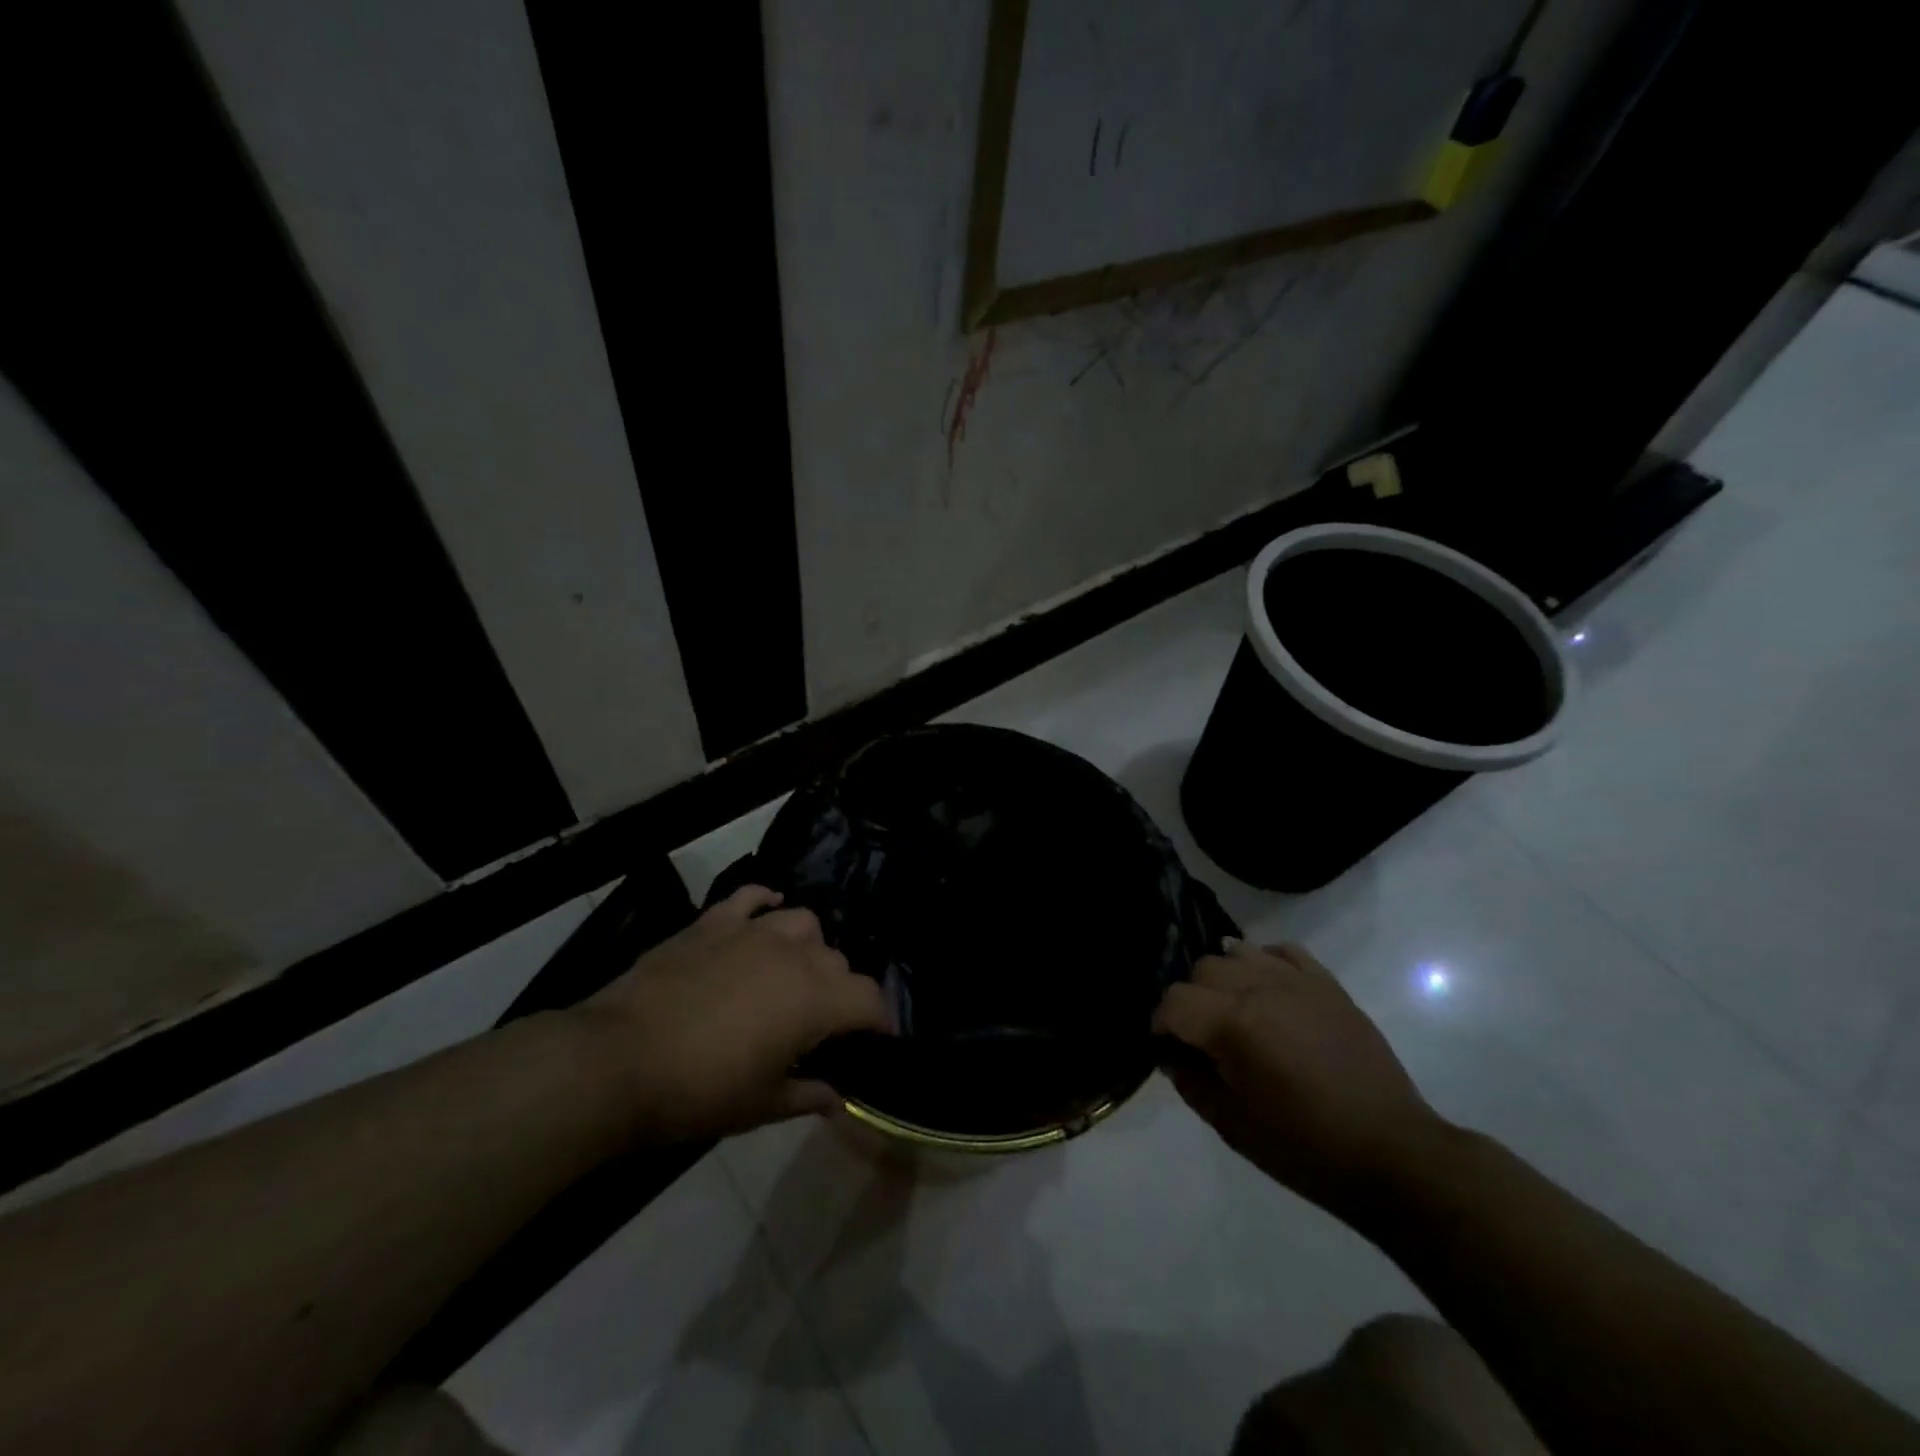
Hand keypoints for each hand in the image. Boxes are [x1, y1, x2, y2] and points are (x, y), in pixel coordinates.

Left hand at [570, 885, 889, 1141]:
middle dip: (840, 990)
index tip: (876, 1038)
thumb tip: (837, 1096)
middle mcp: (794, 955)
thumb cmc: (697, 1092)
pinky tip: (766, 911)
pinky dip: (766, 901)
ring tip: (793, 971)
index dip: (879, 1019)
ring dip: (809, 947)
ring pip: (804, 923)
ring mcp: (752, 931)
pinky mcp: (714, 922)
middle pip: (838, 961)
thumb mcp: (760, 1105)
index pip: (869, 998)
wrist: (617, 1061)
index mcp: (814, 1000)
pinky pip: (752, 896)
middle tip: (821, 1023)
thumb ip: (807, 1095)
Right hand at [1153, 940, 1445, 1215]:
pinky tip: (1265, 988)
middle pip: (1202, 969)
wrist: (1391, 1153)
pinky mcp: (1327, 985)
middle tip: (1201, 1036)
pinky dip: (1264, 961)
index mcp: (1234, 1024)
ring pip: (1237, 952)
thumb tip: (1172, 1055)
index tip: (1165, 1046)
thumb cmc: (1305, 1148)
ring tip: (1233, 1010)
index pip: (1174, 1001)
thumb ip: (1191, 1082)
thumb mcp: (1233, 1125)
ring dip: (1224, 978)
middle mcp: (1260, 988)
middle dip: (1190, 999)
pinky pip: (1283, 951)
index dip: (1160, 1023)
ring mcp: (1298, 981)